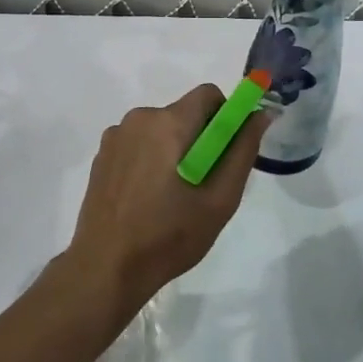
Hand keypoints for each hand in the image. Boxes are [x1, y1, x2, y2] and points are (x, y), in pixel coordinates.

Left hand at [64, 85, 269, 316]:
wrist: (107, 267)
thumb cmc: (170, 235)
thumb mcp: (220, 199)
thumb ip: (243, 150)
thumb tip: (260, 114)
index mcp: (169, 123)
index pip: (209, 94)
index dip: (226, 116)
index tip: (227, 152)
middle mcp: (139, 118)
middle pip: (184, 113)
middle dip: (200, 139)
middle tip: (203, 184)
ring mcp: (116, 136)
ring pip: (161, 129)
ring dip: (174, 150)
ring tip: (173, 196)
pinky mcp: (102, 155)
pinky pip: (139, 143)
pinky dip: (150, 159)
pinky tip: (147, 197)